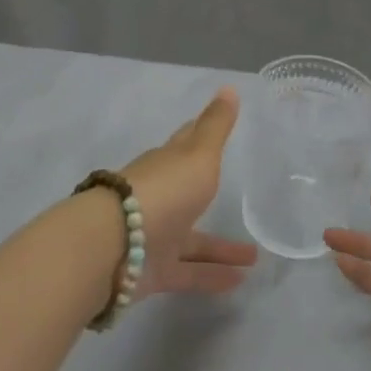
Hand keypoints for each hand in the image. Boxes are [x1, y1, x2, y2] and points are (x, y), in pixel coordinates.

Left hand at [119, 87, 258, 297]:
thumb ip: (216, 126)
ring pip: (193, 240)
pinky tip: (239, 283)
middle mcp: (160, 197)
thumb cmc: (163, 190)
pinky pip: (188, 272)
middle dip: (211, 194)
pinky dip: (212, 276)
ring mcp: (155, 234)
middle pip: (189, 193)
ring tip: (255, 258)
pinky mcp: (153, 271)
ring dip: (220, 247)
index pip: (185, 144)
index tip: (211, 129)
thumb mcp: (198, 153)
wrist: (115, 245)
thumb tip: (230, 87)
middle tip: (240, 201)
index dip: (199, 135)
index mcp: (167, 163)